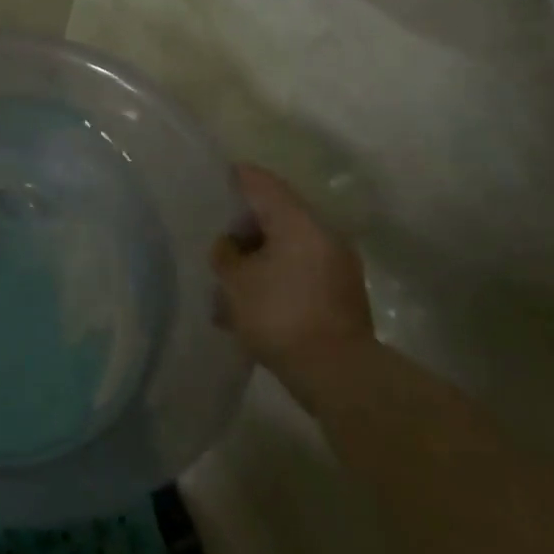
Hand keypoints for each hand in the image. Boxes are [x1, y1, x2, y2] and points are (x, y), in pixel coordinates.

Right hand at [212, 163, 372, 380]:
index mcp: (298, 220)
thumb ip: (225, 253)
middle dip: (244, 227)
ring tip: (231, 281)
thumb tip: (230, 244)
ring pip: (288, 246)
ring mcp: (337, 264)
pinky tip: (254, 302)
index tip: (212, 182)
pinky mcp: (341, 293)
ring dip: (260, 257)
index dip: (233, 178)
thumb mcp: (235, 282)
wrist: (338, 374)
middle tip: (217, 241)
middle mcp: (323, 233)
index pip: (260, 182)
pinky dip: (277, 277)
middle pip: (276, 214)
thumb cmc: (280, 315)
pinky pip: (301, 271)